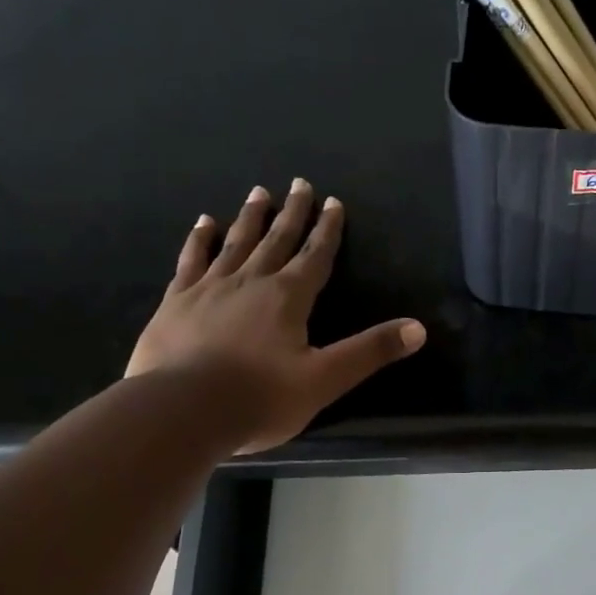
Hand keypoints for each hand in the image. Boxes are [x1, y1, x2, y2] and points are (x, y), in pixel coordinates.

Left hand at [125, 179, 424, 451]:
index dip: (327, 230)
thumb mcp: (325, 380)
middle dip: (293, 214)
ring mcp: (209, 288)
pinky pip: (191, 261)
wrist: (182, 410)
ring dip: (250, 218)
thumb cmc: (260, 398)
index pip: (315, 257)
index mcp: (288, 298)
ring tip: (258, 192)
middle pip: (277, 240)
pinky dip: (199, 240)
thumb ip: (370, 352)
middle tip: (299, 184)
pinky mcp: (176, 302)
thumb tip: (418, 328)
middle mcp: (250, 282)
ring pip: (235, 243)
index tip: (333, 202)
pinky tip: (203, 224)